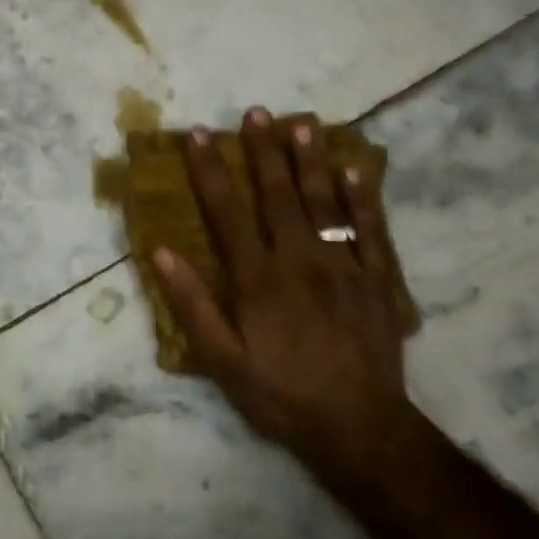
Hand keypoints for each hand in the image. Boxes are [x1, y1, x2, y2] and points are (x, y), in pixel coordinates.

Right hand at [152, 108, 415, 495]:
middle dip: (263, 151)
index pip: (227, 212)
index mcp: (257, 279)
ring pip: (325, 202)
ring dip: (310, 160)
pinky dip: (362, 197)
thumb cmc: (279, 394)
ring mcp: (344, 267)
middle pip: (278, 195)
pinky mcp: (377, 280)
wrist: (357, 427)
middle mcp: (300, 260)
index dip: (210, 171)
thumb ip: (193, 304)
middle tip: (256, 111)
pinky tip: (354, 170)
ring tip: (300, 123)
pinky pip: (370, 230)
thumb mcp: (222, 360)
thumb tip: (161, 253)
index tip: (199, 135)